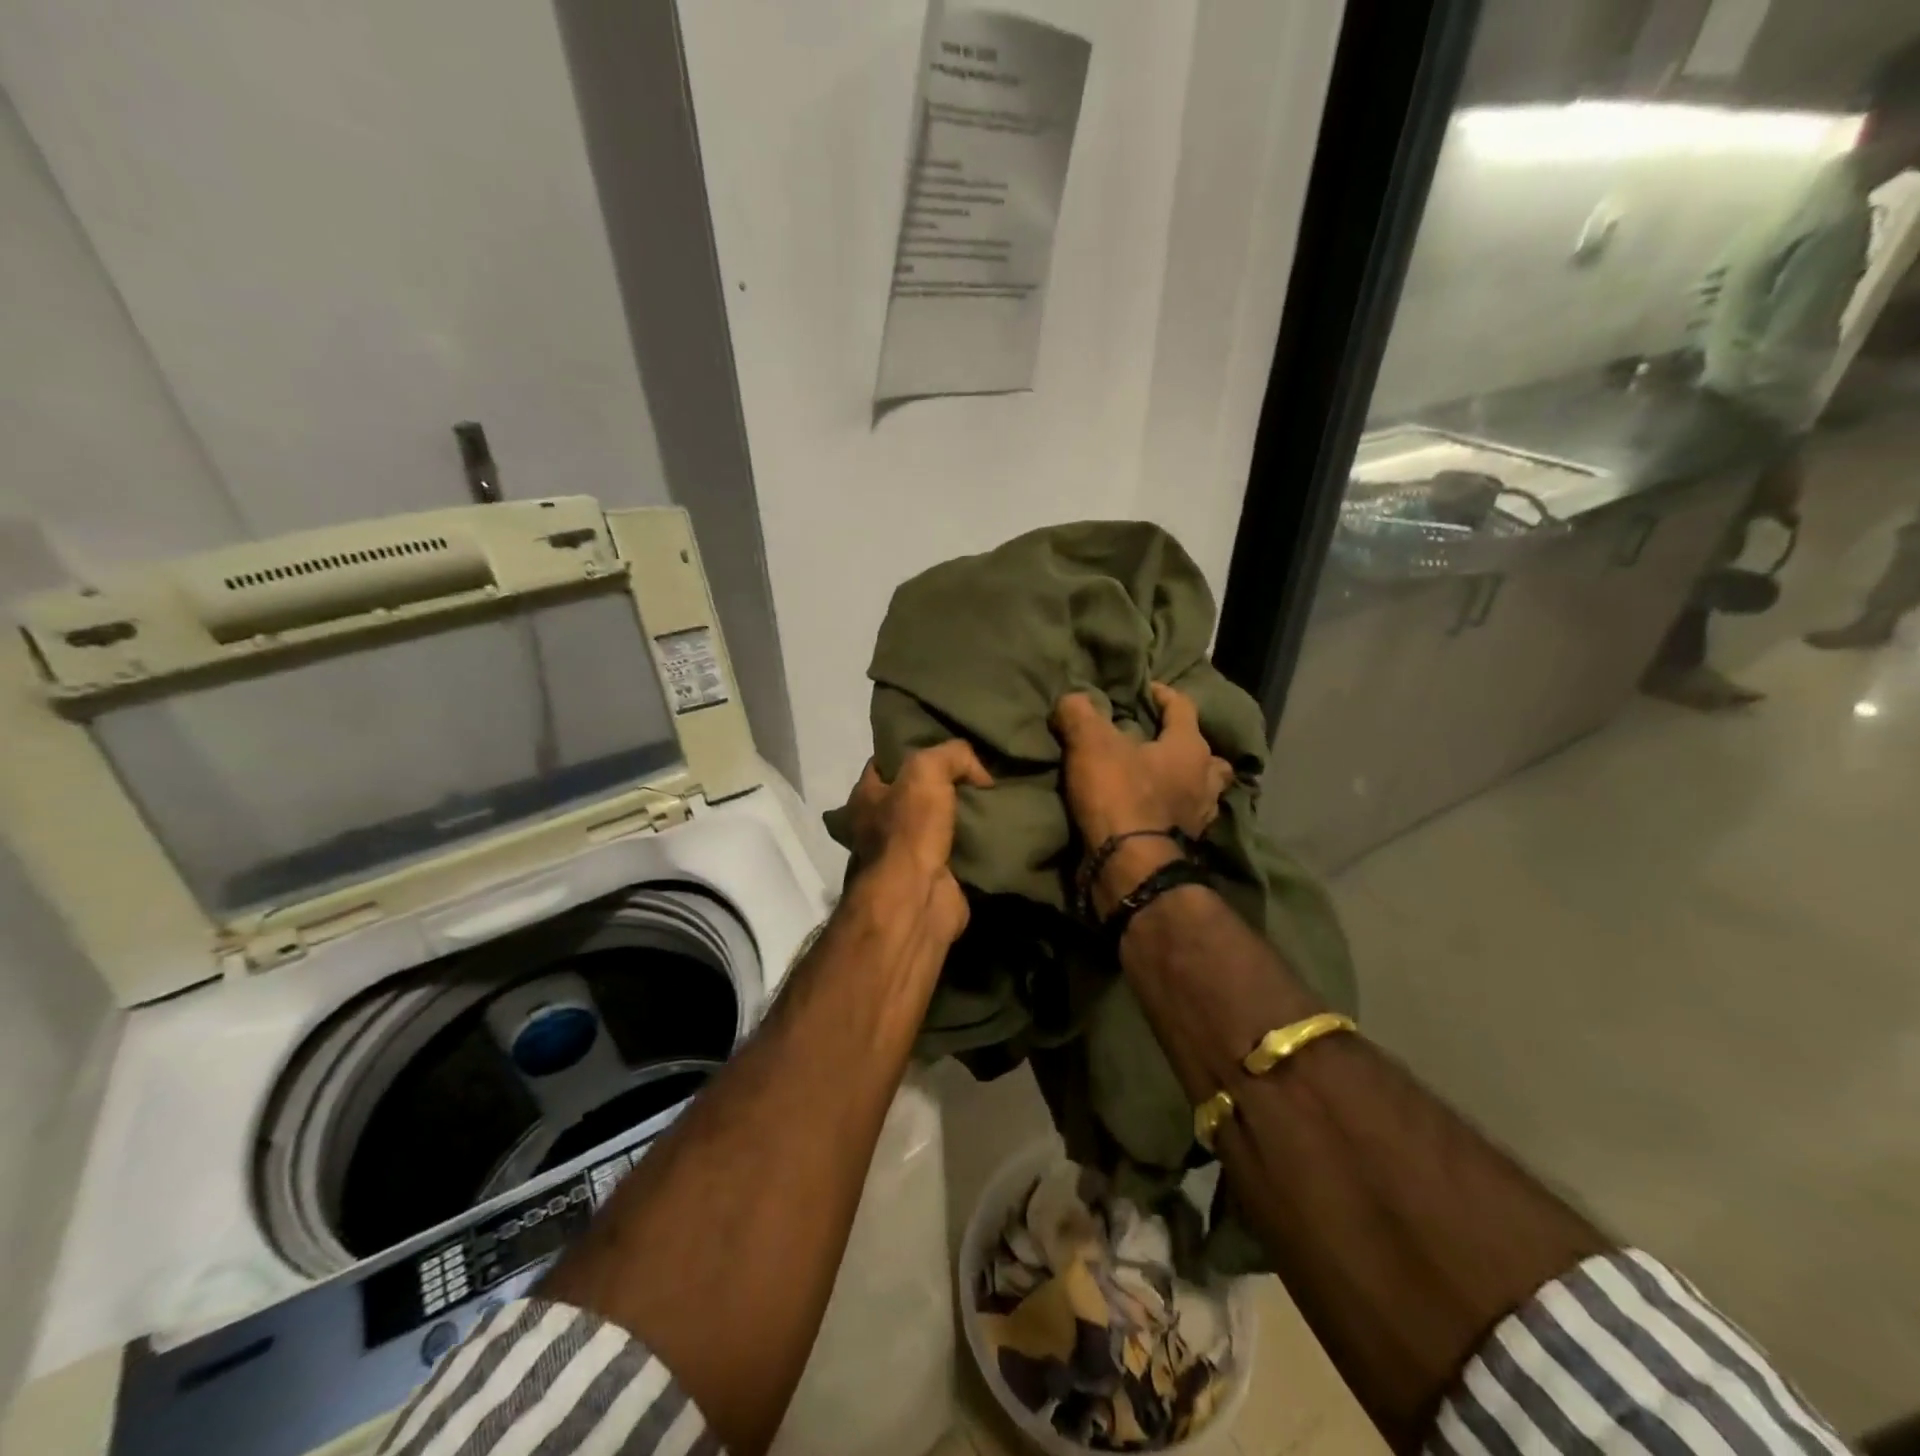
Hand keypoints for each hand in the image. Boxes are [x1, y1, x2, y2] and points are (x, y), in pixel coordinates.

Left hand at [840, 740, 992, 946]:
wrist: (917, 900)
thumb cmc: (909, 831)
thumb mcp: (926, 771)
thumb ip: (952, 755)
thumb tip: (979, 772)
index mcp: (866, 797)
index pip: (886, 763)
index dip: (913, 750)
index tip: (947, 746)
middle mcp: (879, 825)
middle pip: (916, 793)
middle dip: (945, 784)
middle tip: (980, 772)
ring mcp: (906, 854)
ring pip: (940, 821)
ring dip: (963, 814)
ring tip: (996, 797)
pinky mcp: (934, 876)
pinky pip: (959, 849)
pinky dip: (976, 841)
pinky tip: (998, 827)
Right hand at [1051, 684, 1233, 848]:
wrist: (1128, 865)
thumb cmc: (1118, 794)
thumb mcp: (1089, 743)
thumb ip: (1079, 714)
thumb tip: (1072, 700)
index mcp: (1189, 747)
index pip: (1184, 707)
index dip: (1163, 695)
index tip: (1145, 690)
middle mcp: (1204, 779)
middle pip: (1208, 755)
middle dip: (1189, 747)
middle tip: (1163, 744)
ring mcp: (1200, 817)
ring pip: (1203, 791)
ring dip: (1187, 783)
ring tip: (1162, 781)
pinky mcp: (1186, 845)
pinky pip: (1186, 820)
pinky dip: (1174, 813)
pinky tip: (1155, 812)